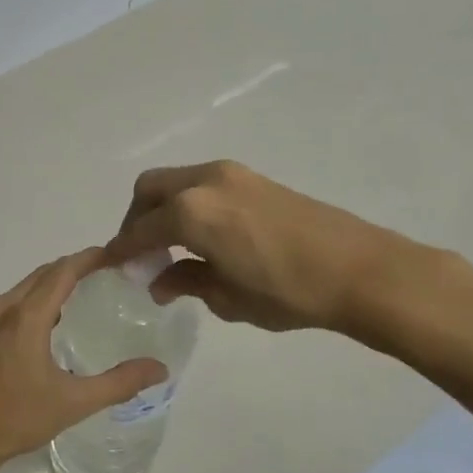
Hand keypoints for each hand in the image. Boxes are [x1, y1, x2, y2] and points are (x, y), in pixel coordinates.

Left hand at [0, 248, 167, 472]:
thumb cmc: (15, 419)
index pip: (63, 271)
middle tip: (110, 271)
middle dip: (76, 266)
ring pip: (27, 287)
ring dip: (56, 282)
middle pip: (44, 273)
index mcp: (25, 317)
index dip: (91, 258)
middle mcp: (4, 309)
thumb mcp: (73, 403)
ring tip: (89, 290)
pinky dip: (39, 299)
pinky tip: (56, 321)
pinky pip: (15, 302)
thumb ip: (119, 383)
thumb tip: (160, 369)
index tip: (119, 254)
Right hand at [105, 160, 436, 343]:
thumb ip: (185, 282)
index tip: (111, 268)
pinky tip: (202, 236)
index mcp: (190, 212)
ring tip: (171, 248)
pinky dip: (188, 204)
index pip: (140, 231)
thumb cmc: (288, 292)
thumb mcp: (227, 297)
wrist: (361, 270)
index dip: (122, 251)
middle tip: (141, 255)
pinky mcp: (254, 179)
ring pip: (176, 183)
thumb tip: (159, 281)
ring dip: (163, 209)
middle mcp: (203, 182)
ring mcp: (232, 175)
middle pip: (149, 191)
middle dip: (136, 221)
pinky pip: (202, 185)